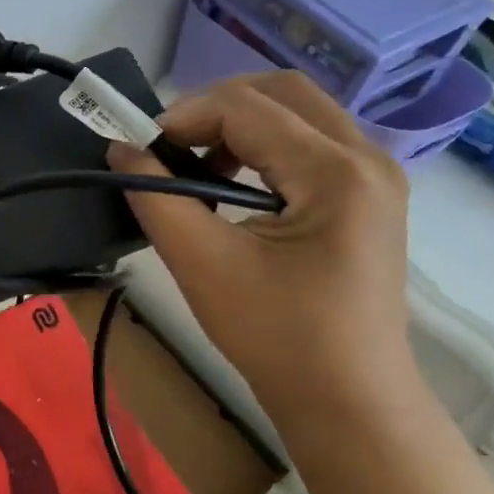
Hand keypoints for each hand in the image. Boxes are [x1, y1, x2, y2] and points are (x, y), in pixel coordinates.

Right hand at [107, 72, 414, 438]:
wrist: (348, 401)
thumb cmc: (276, 335)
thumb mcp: (202, 262)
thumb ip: (156, 196)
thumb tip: (120, 149)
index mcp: (336, 172)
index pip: (245, 108)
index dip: (182, 117)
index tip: (140, 150)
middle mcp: (367, 158)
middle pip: (280, 91)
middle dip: (214, 108)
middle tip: (170, 147)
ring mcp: (374, 176)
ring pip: (296, 111)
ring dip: (238, 124)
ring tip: (198, 167)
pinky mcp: (366, 196)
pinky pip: (308, 140)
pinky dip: (262, 145)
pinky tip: (233, 183)